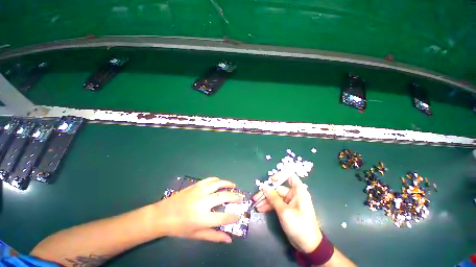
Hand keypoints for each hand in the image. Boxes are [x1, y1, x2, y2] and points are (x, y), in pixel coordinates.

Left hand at [155, 177, 242, 242]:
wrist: (163, 215)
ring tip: (234, 186)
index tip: (239, 215)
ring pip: (218, 184)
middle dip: (235, 197)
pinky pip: (210, 179)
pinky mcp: (196, 185)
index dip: (233, 217)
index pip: (223, 218)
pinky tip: (220, 182)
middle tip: (241, 197)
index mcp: (202, 218)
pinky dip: (218, 180)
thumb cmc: (179, 227)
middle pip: (224, 196)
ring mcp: (199, 191)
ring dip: (228, 184)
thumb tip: (229, 239)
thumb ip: (214, 237)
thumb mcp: (196, 235)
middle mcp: (203, 202)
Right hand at [253, 174, 321, 252]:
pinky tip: (261, 209)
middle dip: (266, 193)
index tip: (271, 180)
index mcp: (298, 191)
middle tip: (256, 197)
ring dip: (265, 200)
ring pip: (275, 196)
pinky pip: (276, 203)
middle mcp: (294, 194)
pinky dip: (269, 206)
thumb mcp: (284, 211)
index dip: (280, 175)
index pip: (289, 176)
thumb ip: (273, 198)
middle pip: (278, 188)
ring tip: (256, 205)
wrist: (308, 245)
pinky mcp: (286, 209)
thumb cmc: (299, 226)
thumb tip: (264, 187)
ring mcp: (289, 202)